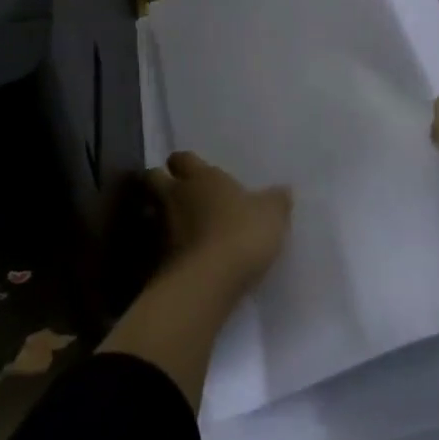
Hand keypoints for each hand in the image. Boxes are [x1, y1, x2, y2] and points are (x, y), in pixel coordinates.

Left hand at [151, 152, 291, 292]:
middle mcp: (176, 196)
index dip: (185, 163)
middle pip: (154, 179)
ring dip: (164, 215)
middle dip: (162, 181)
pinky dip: (170, 247)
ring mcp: (163, 229)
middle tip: (178, 191)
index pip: (182, 158)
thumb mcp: (271, 214)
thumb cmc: (242, 232)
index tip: (192, 169)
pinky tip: (187, 255)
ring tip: (183, 225)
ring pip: (154, 212)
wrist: (209, 281)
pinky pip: (161, 245)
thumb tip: (283, 190)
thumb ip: (276, 201)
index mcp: (201, 177)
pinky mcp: (160, 260)